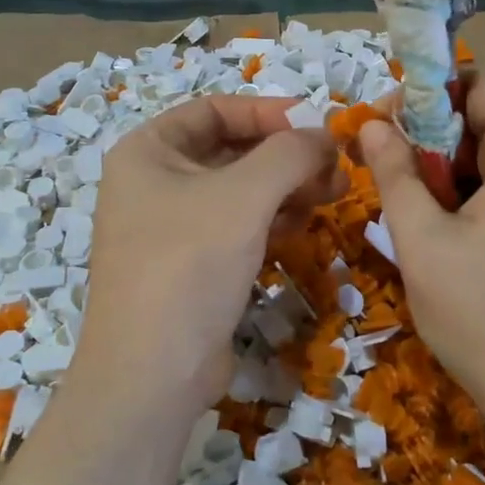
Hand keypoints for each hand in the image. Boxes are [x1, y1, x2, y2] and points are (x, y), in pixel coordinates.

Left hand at [73, 97, 341, 419]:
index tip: (318, 123)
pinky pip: (236, 227)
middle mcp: (153, 182)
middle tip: (336, 167)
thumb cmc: (189, 263)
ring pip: (239, 191)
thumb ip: (290, 153)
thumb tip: (324, 135)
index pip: (215, 110)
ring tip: (331, 195)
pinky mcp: (190, 266)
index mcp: (148, 151)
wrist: (152, 374)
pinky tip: (301, 227)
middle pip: (231, 151)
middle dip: (285, 156)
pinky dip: (270, 221)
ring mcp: (169, 227)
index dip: (268, 111)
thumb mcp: (244, 196)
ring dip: (285, 189)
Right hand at [358, 71, 484, 423]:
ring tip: (408, 210)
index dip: (430, 90)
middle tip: (385, 169)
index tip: (385, 122)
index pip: (482, 83)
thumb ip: (393, 172)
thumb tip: (370, 123)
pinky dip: (466, 195)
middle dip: (430, 134)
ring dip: (443, 169)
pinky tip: (440, 234)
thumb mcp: (421, 239)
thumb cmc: (483, 314)